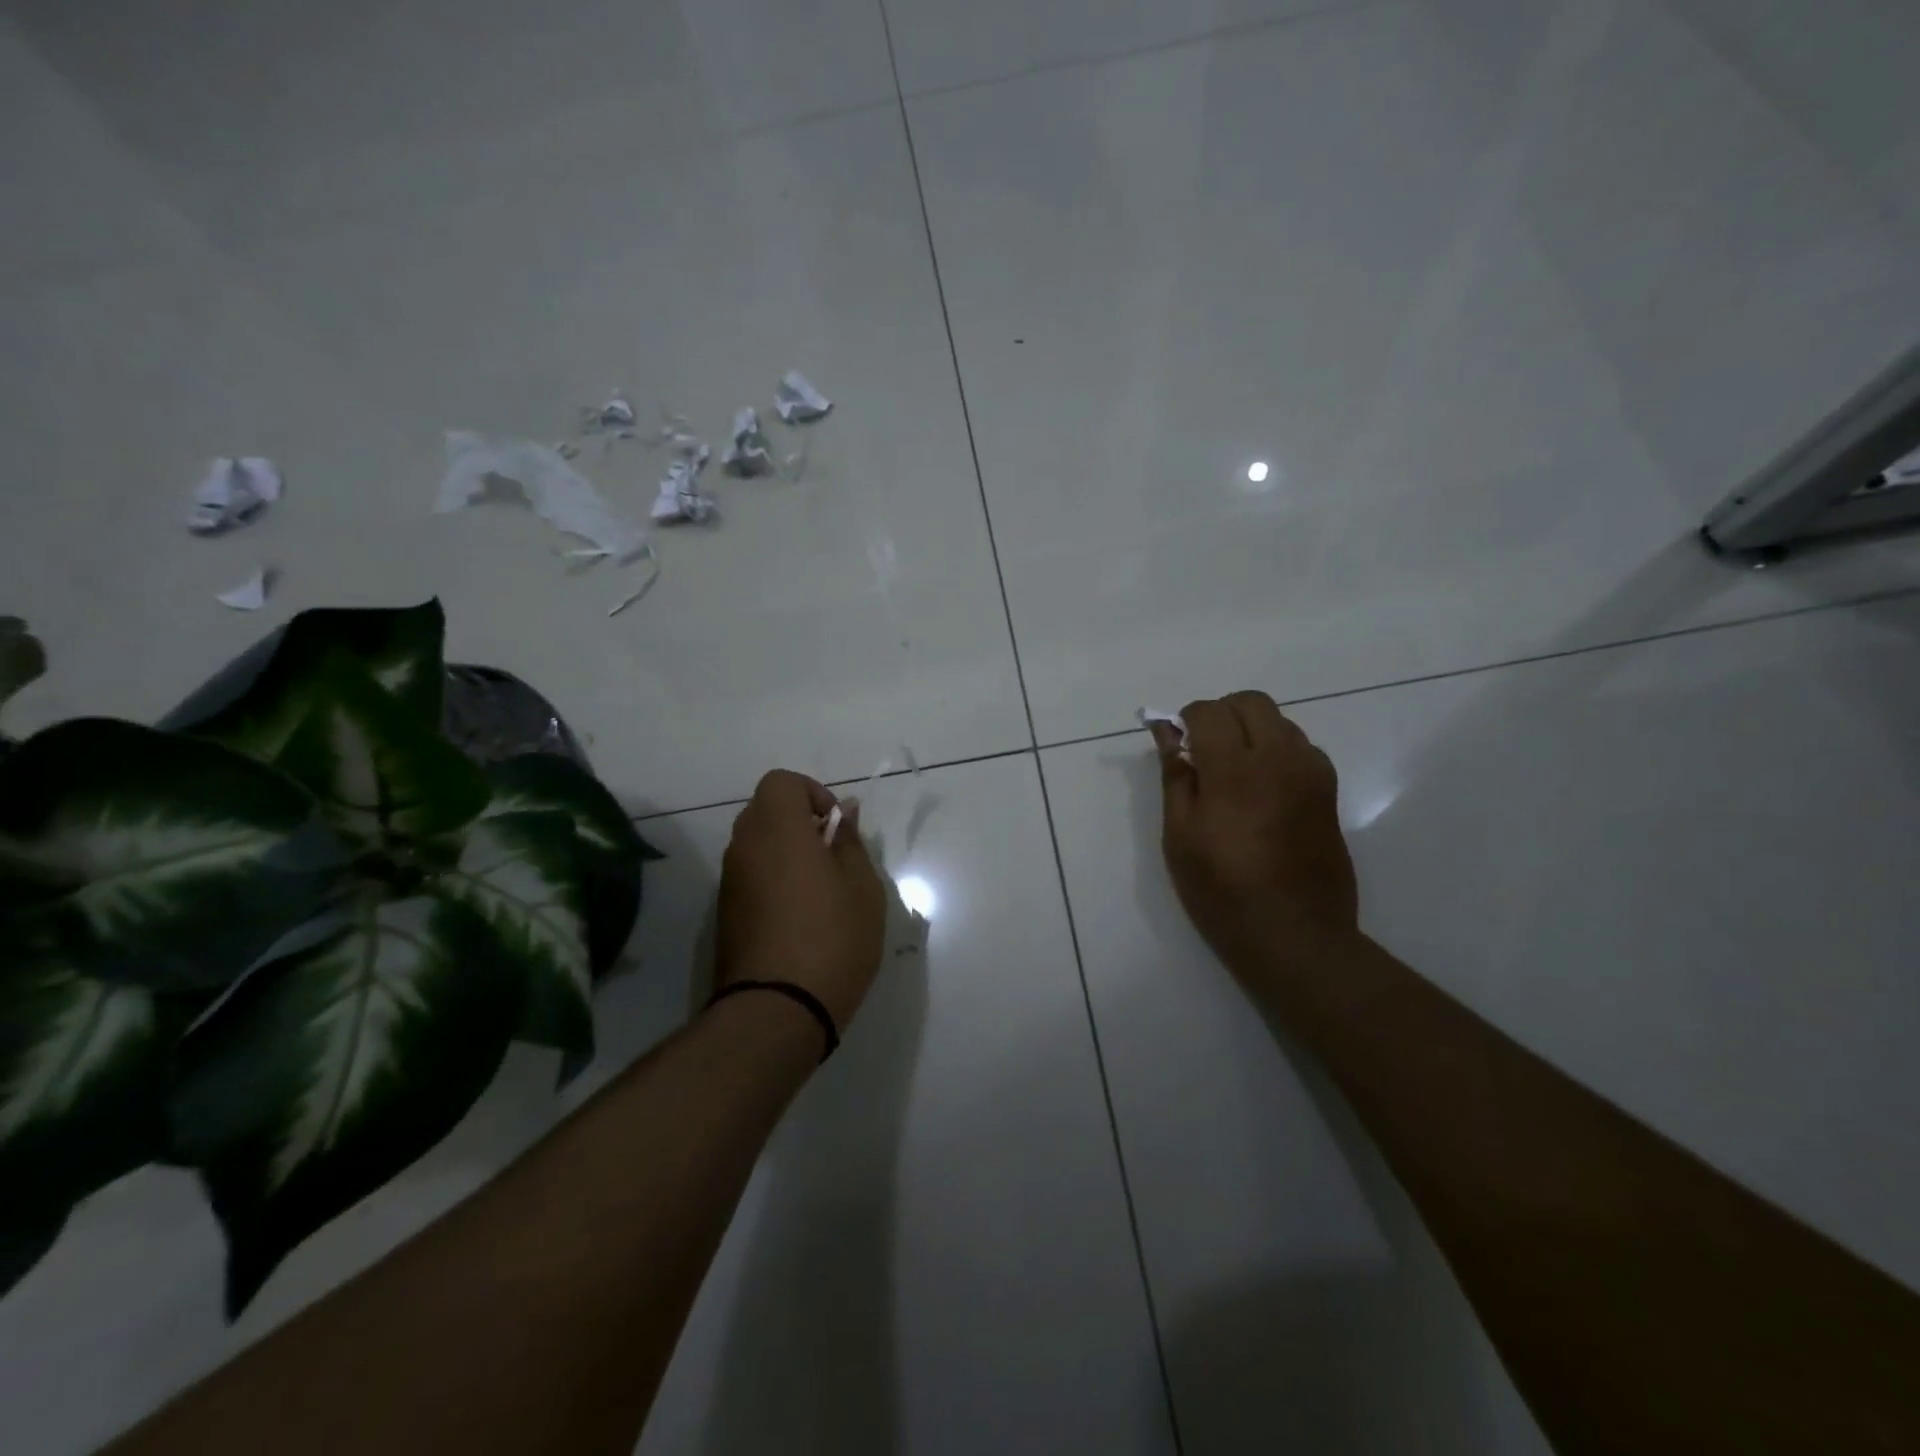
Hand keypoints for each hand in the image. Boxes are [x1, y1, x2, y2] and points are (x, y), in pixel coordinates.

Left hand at [715, 769, 887, 1033]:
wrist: (776, 1011)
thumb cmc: (832, 939)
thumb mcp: (862, 887)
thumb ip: (850, 842)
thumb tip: (844, 813)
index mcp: (778, 830)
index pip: (781, 782)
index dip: (811, 793)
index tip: (835, 828)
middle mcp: (744, 846)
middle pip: (765, 810)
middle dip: (800, 822)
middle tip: (832, 856)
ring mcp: (729, 882)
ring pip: (756, 844)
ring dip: (785, 851)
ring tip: (820, 890)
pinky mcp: (724, 913)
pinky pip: (750, 875)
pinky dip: (772, 878)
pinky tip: (799, 916)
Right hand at [1153, 691, 1358, 974]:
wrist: (1294, 934)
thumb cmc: (1222, 890)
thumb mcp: (1181, 836)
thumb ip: (1175, 776)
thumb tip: (1167, 733)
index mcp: (1235, 770)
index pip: (1209, 711)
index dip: (1185, 720)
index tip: (1175, 745)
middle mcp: (1279, 758)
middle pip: (1250, 702)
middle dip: (1220, 714)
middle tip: (1201, 751)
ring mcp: (1311, 772)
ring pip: (1278, 720)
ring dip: (1250, 730)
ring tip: (1232, 772)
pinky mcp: (1328, 789)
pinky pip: (1300, 746)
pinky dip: (1276, 749)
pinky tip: (1262, 788)